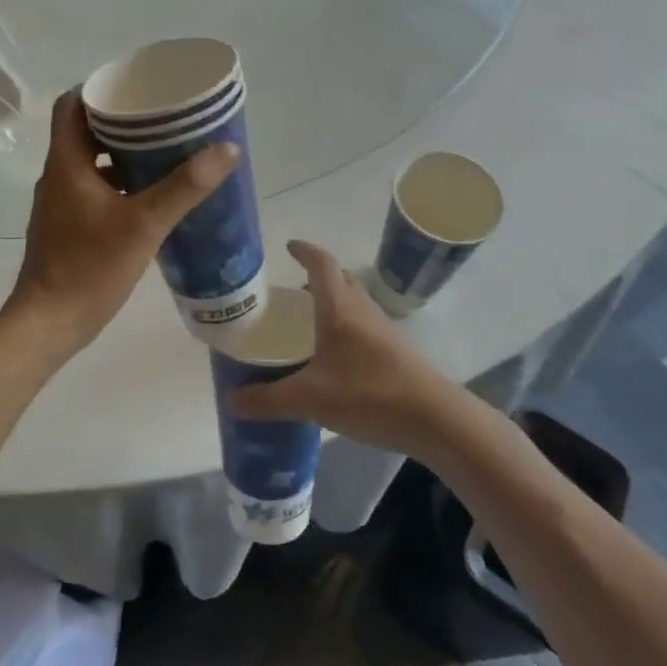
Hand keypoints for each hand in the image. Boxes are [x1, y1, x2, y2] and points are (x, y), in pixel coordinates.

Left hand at [2, 89, 237, 363]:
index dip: (100, 89)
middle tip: (163, 119)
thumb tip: (226, 149)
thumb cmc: (89, 267)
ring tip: (163, 153)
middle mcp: (58, 176)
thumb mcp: (144, 224)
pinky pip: (93, 190)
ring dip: (122, 155)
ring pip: (90, 163)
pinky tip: (150, 197)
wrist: (49, 324)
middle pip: (84, 131)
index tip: (136, 88)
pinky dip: (118, 184)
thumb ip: (184, 187)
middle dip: (122, 122)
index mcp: (66, 163)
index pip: (71, 104)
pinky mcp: (67, 227)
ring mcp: (60, 204)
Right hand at [229, 241, 457, 457]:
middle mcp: (361, 310)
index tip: (289, 247)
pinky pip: (362, 324)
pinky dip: (344, 325)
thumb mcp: (310, 400)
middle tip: (291, 290)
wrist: (435, 418)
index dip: (305, 251)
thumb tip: (231, 400)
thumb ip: (269, 400)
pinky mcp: (394, 350)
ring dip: (331, 301)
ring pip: (353, 302)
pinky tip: (333, 356)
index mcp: (339, 309)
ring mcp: (382, 329)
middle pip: (339, 279)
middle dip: (316, 277)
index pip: (322, 264)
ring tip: (307, 321)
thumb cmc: (370, 394)